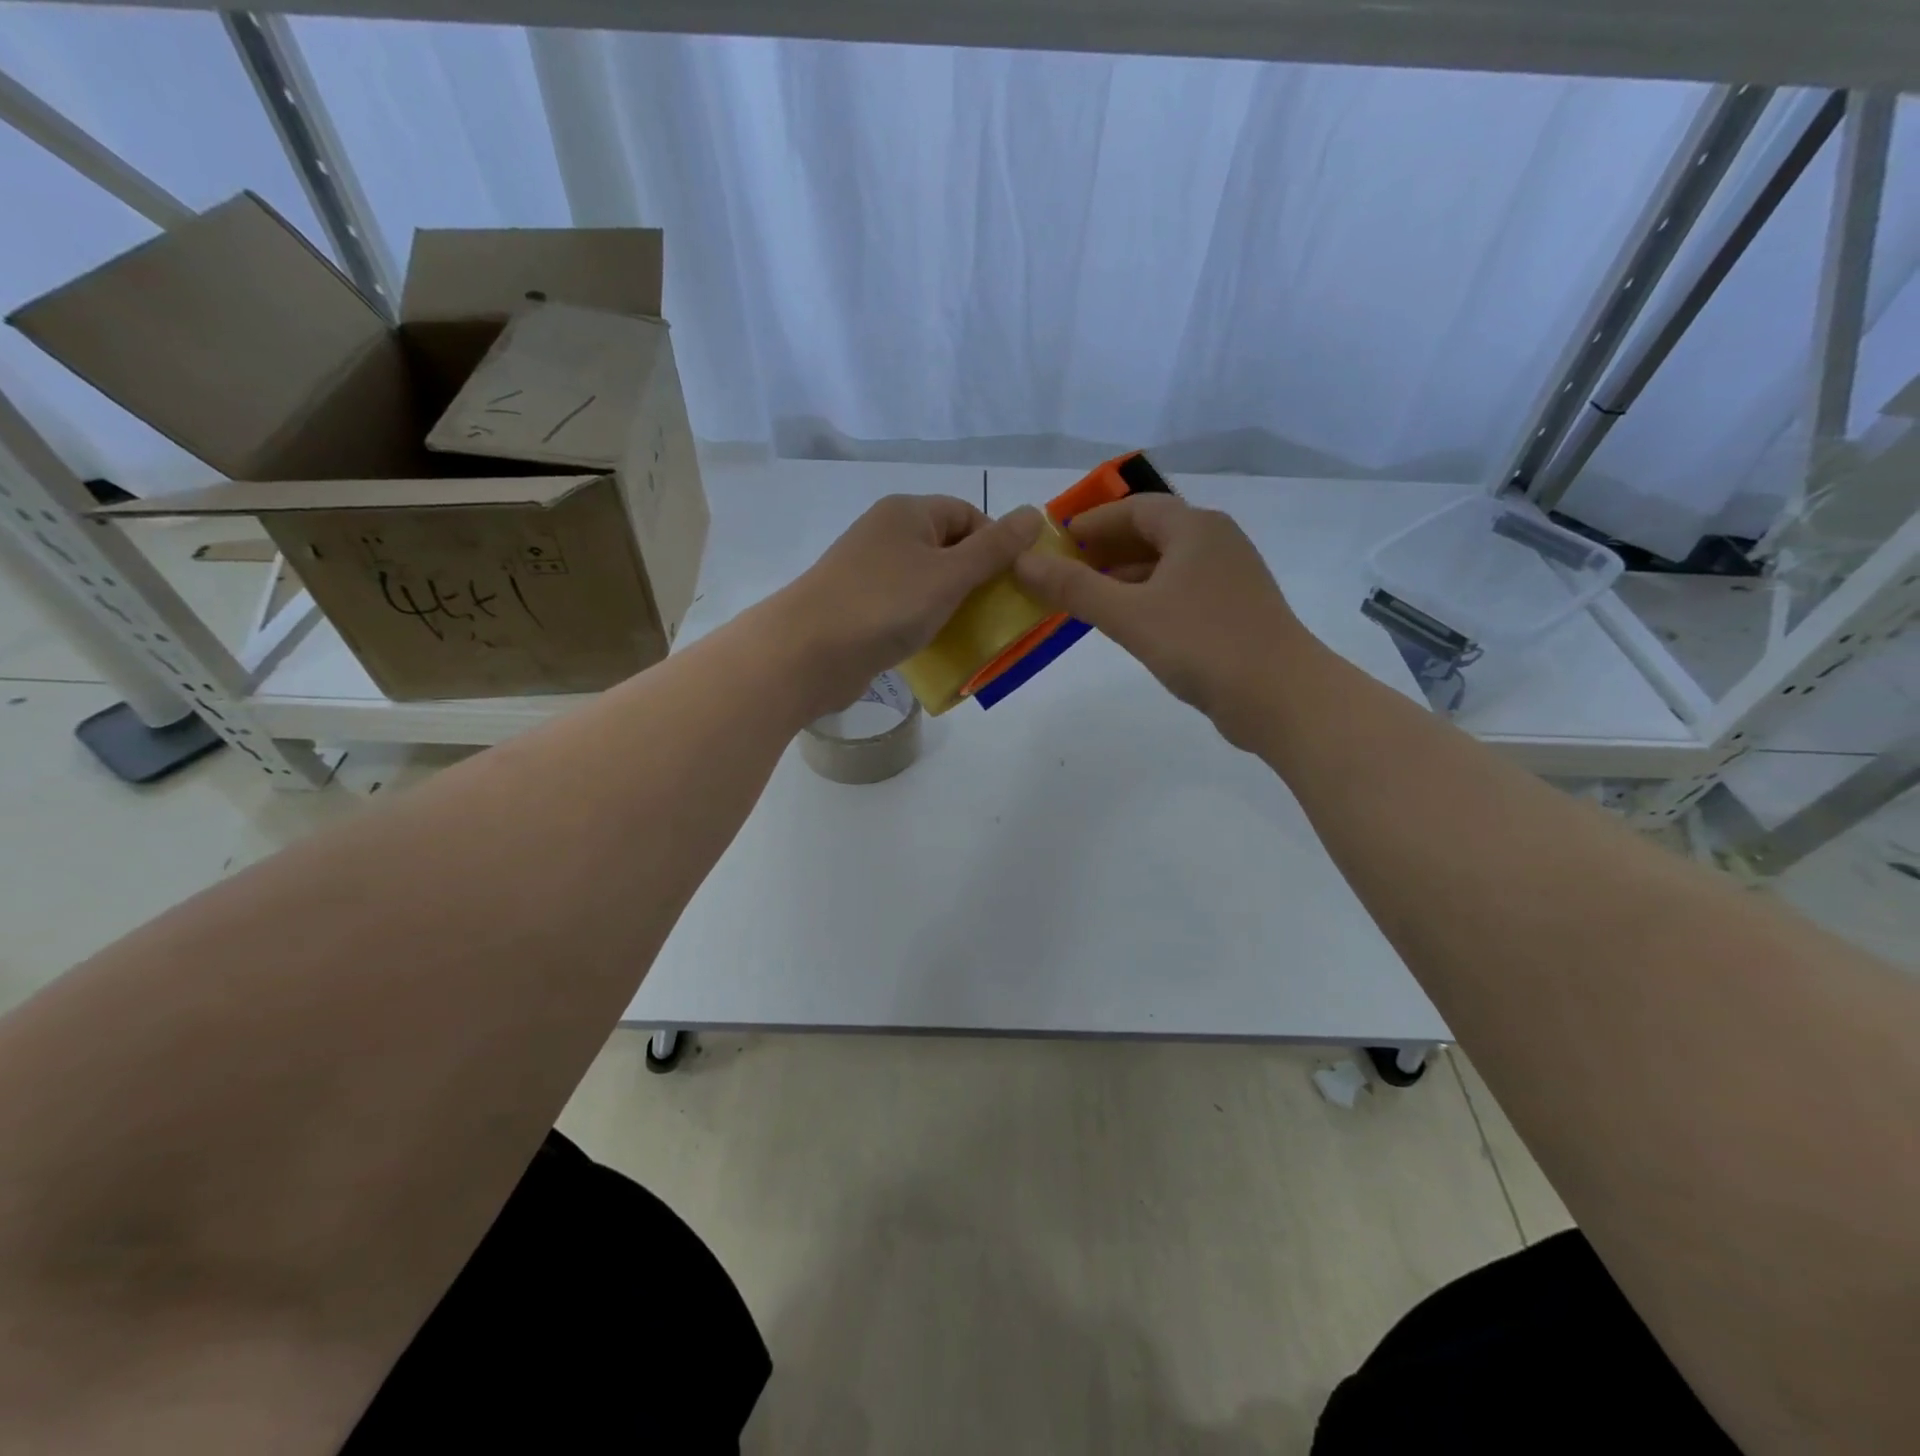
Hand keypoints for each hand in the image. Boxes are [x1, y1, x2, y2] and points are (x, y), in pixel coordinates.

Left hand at [772, 494, 1043, 718]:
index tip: (1013, 584)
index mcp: (907, 513)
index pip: (967, 514)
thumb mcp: (949, 575)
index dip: (996, 545)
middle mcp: (887, 534)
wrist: (807, 653)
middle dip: (977, 579)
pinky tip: (938, 646)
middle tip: (999, 614)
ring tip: (974, 634)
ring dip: (953, 605)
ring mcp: (870, 572)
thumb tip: (1035, 514)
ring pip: (927, 582)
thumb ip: (994, 549)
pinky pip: (905, 608)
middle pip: (948, 548)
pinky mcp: (860, 607)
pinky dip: (926, 623)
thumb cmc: (885, 605)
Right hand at [1012, 493, 1315, 748]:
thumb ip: (1074, 588)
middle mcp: (1216, 542)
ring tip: (1085, 598)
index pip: (1135, 508)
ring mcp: (1229, 578)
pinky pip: (1180, 591)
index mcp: (1195, 528)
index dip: (1093, 521)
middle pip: (1151, 533)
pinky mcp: (1234, 611)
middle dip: (1105, 549)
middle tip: (1063, 571)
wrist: (1280, 696)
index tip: (1056, 540)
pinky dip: (1148, 599)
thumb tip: (1023, 562)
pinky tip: (1127, 623)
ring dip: (1125, 577)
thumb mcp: (1129, 615)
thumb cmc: (1203, 644)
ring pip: (1166, 565)